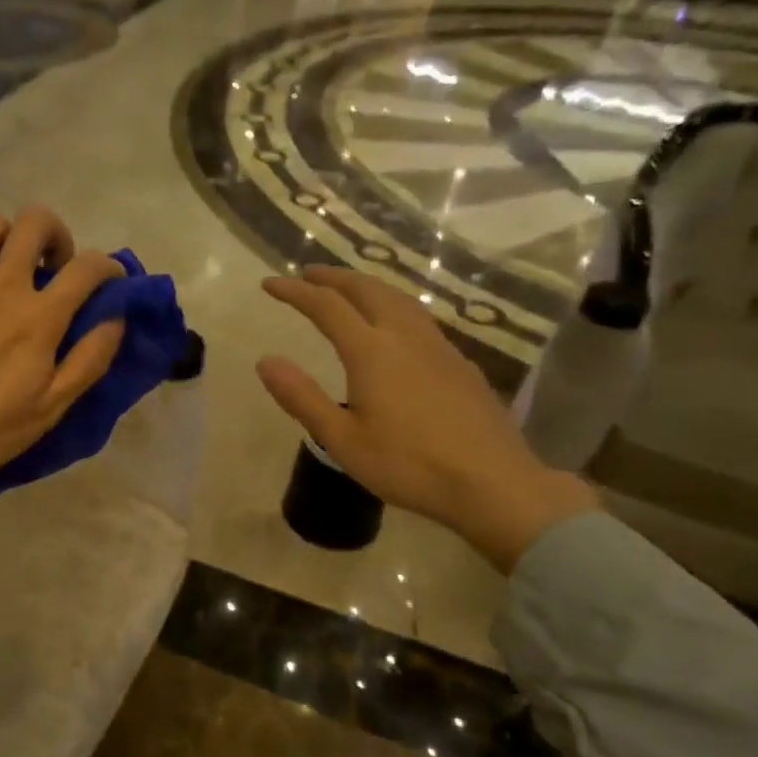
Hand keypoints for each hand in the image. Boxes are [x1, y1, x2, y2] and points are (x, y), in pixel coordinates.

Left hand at [0, 208, 125, 534]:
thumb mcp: (50, 409)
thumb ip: (88, 360)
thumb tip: (115, 318)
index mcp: (39, 318)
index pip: (87, 268)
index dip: (109, 266)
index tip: (111, 280)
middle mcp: (1, 286)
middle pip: (35, 223)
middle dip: (56, 235)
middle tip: (54, 267)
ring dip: (9, 238)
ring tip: (8, 267)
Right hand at [257, 267, 597, 570]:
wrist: (492, 482)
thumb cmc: (408, 465)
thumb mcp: (342, 439)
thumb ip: (302, 397)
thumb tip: (265, 361)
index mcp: (372, 352)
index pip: (326, 306)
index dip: (295, 291)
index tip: (270, 284)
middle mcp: (405, 337)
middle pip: (366, 289)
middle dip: (333, 277)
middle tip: (308, 274)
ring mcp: (438, 347)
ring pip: (398, 298)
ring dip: (366, 285)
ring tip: (347, 289)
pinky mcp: (459, 363)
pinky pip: (419, 316)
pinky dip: (393, 305)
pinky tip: (394, 325)